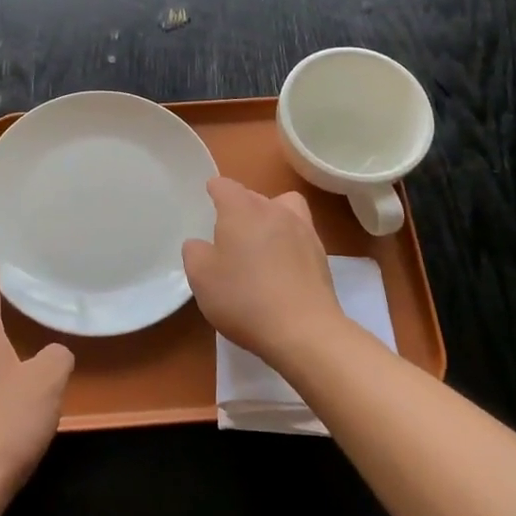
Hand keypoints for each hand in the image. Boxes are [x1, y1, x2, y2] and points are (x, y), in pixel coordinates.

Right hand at [182, 177, 344, 364]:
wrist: (304, 330)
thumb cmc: (244, 298)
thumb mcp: (201, 277)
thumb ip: (194, 253)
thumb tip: (200, 244)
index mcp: (242, 209)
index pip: (225, 186)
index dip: (214, 191)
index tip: (209, 200)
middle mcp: (274, 210)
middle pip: (254, 196)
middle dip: (240, 207)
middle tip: (228, 233)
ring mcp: (303, 230)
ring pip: (283, 209)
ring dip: (270, 219)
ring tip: (260, 245)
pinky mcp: (321, 254)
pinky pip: (300, 235)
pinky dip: (289, 242)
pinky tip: (281, 268)